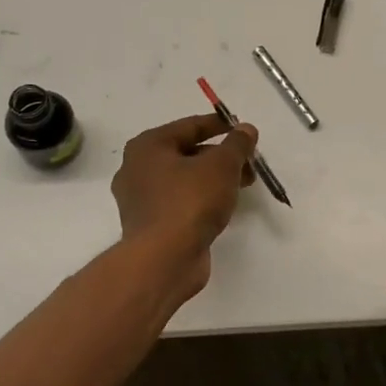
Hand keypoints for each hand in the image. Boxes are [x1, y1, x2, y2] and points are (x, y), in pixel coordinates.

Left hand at [112, 113, 256, 297]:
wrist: (164, 260)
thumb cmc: (189, 201)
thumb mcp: (222, 165)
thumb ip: (237, 144)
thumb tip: (246, 129)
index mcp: (147, 146)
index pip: (189, 126)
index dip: (219, 125)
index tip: (242, 129)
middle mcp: (137, 169)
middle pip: (186, 153)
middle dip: (220, 156)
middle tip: (248, 162)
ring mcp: (140, 200)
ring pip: (184, 180)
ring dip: (214, 179)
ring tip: (243, 185)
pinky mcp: (150, 226)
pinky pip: (180, 203)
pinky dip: (201, 200)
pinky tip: (223, 207)